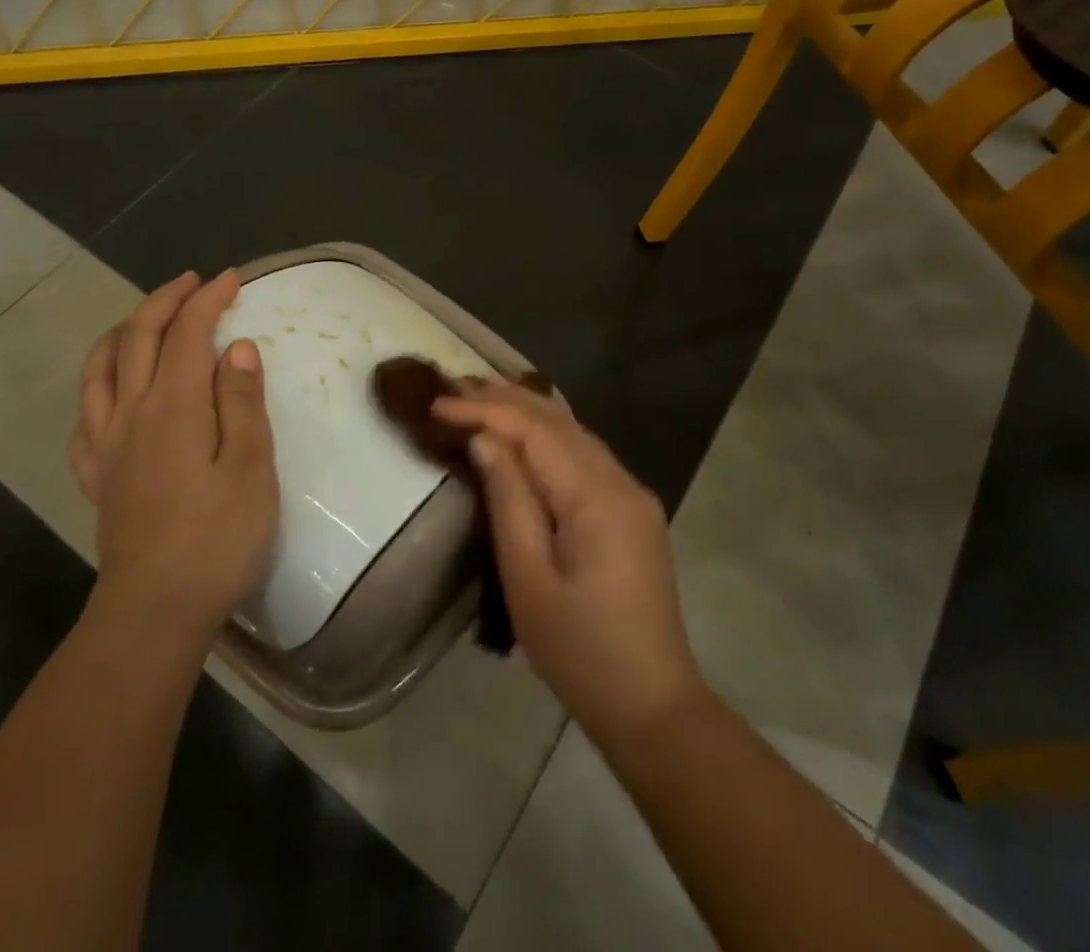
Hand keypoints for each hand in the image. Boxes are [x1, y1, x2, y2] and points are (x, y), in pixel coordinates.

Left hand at [69, 270, 277, 642]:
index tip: (232, 279)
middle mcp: (132, 412)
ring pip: (100, 368)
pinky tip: (112, 394)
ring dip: (124, 331)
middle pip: (138, 337)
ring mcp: (106, 444)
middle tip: (193, 283)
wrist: (156, 610)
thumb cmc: (217, 538)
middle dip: (165, 300)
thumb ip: (243, 402)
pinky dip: (98, 386)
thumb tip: (236, 347)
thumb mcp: (251, 468)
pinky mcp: (97, 475)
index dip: (208, 299)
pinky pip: (84, 416)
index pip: (188, 332)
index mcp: (175, 406)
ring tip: (146, 320)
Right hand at [433, 383, 704, 743]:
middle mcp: (621, 481)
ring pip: (574, 431)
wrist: (653, 706)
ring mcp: (631, 494)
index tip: (437, 403)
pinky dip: (548, 432)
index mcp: (596, 496)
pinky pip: (585, 453)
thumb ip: (508, 500)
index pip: (534, 430)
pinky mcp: (632, 509)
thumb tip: (485, 440)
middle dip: (503, 397)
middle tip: (452, 384)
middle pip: (557, 420)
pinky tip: (525, 429)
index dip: (484, 410)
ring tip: (479, 394)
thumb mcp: (528, 579)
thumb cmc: (579, 650)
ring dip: (526, 409)